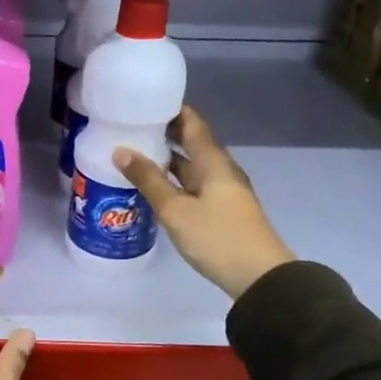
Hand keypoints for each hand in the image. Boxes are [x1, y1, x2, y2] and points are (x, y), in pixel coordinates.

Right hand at [115, 105, 295, 299]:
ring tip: (136, 156)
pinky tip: (155, 188)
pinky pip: (194, 185)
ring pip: (192, 167)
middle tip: (131, 129)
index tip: (145, 103)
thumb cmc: (217, 237)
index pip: (192, 123)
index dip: (171, 110)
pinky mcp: (222, 210)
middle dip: (164, 135)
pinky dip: (174, 180)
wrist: (259, 276)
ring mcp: (224, 191)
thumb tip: (121, 150)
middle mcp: (220, 170)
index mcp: (213, 161)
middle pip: (192, 143)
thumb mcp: (176, 209)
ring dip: (168, 160)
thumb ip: (148, 180)